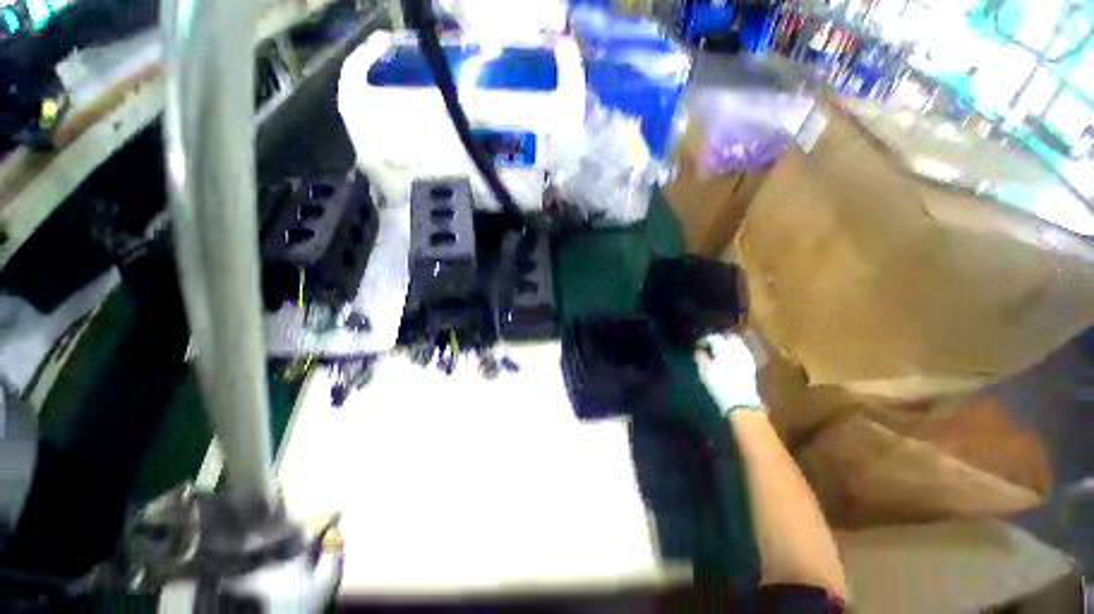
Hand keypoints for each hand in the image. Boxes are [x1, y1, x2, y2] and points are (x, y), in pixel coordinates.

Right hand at [695, 333, 765, 413]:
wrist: (741, 401)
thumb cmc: (719, 384)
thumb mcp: (704, 371)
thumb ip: (700, 357)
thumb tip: (698, 350)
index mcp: (723, 347)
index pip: (713, 337)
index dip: (704, 339)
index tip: (698, 345)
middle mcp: (736, 348)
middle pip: (728, 337)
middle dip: (719, 338)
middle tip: (710, 345)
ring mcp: (746, 356)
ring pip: (737, 344)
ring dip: (728, 344)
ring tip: (720, 351)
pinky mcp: (751, 365)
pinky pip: (743, 352)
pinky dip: (736, 351)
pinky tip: (731, 359)